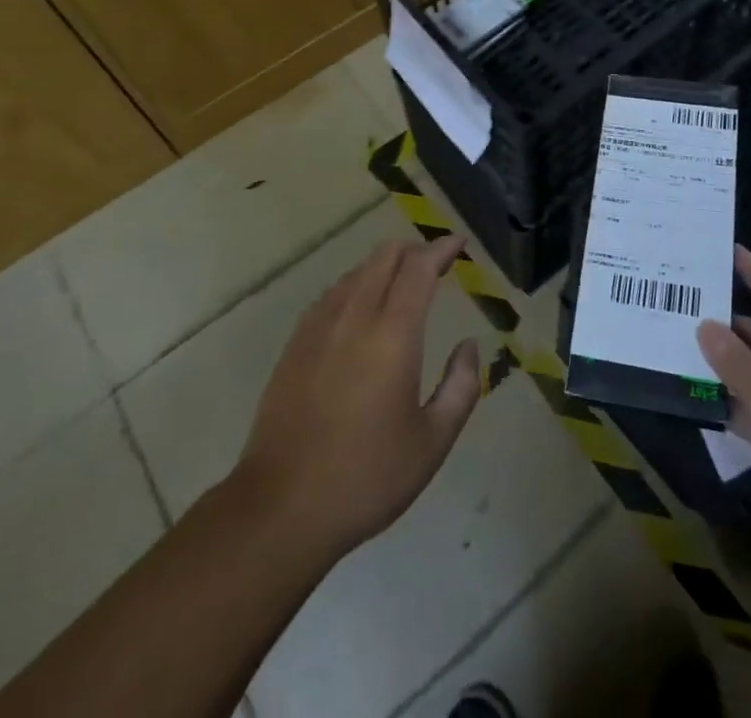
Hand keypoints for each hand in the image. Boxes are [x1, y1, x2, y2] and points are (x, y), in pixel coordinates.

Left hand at [234, 236, 481, 562]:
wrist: (281, 507)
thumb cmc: (367, 477)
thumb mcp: (433, 442)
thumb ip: (461, 386)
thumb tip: (469, 346)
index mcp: (393, 335)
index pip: (419, 268)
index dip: (441, 248)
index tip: (459, 243)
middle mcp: (355, 317)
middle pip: (384, 256)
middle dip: (414, 249)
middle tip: (436, 263)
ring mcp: (318, 327)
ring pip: (356, 271)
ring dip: (384, 266)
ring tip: (402, 285)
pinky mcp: (295, 344)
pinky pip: (332, 294)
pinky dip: (356, 286)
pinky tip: (361, 310)